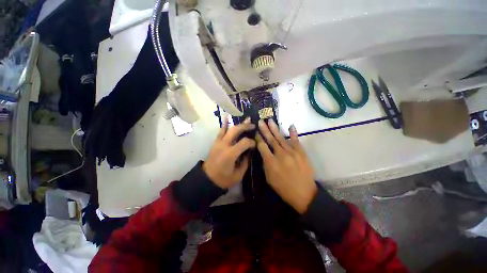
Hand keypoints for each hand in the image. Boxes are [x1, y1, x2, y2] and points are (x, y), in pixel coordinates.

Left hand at [203, 117, 255, 188]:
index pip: (244, 142)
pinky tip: (227, 117)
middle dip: (245, 126)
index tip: (255, 144)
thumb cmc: (224, 179)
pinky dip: (224, 124)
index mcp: (231, 154)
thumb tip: (250, 151)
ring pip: (228, 129)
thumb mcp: (238, 174)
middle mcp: (224, 145)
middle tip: (253, 125)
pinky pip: (220, 131)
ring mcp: (218, 142)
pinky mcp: (215, 142)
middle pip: (236, 130)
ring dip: (238, 124)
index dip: (252, 142)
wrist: (207, 179)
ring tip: (246, 120)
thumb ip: (246, 161)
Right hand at [256, 120, 316, 213]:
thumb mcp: (269, 178)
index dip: (258, 138)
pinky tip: (291, 126)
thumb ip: (266, 164)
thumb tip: (264, 153)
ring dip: (275, 129)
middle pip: (271, 140)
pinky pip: (296, 141)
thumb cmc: (283, 188)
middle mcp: (281, 155)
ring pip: (281, 138)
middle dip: (264, 130)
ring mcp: (292, 153)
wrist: (304, 194)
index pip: (262, 147)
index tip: (255, 132)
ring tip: (270, 121)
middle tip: (260, 121)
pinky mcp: (301, 153)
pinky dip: (293, 133)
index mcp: (271, 162)